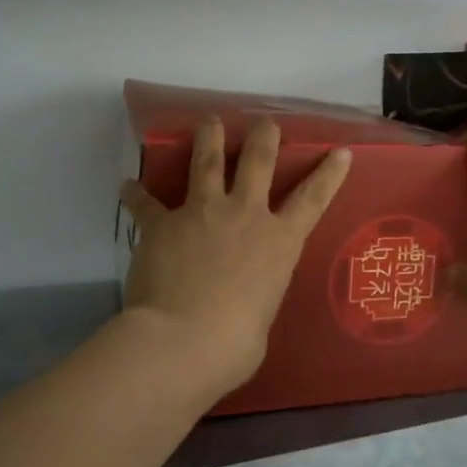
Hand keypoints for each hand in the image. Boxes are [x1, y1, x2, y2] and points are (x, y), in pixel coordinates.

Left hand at [120, 118, 351, 395]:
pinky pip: (146, 204)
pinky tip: (126, 186)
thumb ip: (256, 297)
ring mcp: (203, 214)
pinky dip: (135, 195)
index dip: (329, 173)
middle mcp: (245, 215)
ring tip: (208, 122)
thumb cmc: (236, 343)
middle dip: (264, 137)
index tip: (341, 150)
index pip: (313, 199)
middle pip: (258, 162)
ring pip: (207, 163)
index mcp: (279, 242)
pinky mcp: (163, 224)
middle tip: (264, 123)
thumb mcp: (263, 315)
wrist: (185, 340)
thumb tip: (243, 303)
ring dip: (208, 139)